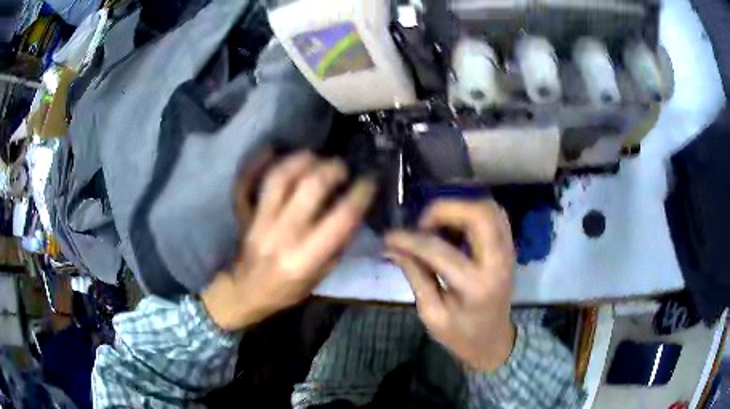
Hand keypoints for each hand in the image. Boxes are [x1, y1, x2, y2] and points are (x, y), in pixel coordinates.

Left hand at [202, 151, 375, 331]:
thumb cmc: (286, 290)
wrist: (245, 292)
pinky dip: (257, 162)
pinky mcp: (243, 214)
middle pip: (309, 188)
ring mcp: (258, 222)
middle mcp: (282, 235)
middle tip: (342, 168)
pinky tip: (272, 149)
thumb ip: (336, 244)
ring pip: (279, 178)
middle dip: (332, 170)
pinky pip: (246, 182)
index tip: (368, 182)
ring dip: (301, 160)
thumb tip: (352, 210)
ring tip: (315, 156)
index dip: (360, 194)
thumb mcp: (320, 277)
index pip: (340, 218)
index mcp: (305, 258)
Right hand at [385, 200, 515, 370]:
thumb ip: (416, 276)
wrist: (493, 341)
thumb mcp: (431, 313)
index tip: (390, 236)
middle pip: (479, 214)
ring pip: (490, 209)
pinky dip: (472, 213)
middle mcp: (498, 263)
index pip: (440, 251)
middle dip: (445, 210)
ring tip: (437, 225)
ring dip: (460, 208)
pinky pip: (495, 216)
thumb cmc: (461, 334)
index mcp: (476, 287)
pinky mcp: (509, 248)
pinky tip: (455, 227)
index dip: (411, 240)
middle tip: (422, 224)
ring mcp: (508, 252)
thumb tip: (394, 248)